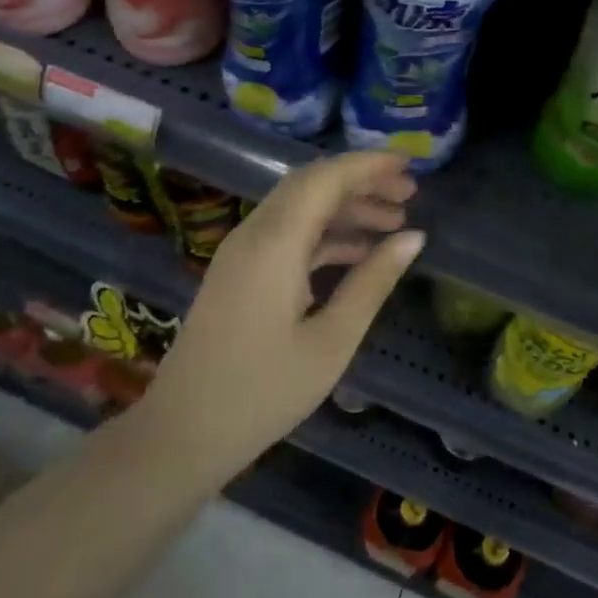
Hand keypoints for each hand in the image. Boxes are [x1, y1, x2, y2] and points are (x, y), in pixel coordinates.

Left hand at [143, 152, 424, 475]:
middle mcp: (254, 233)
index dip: (369, 165)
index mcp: (275, 243)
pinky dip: (324, 235)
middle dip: (361, 182)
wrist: (183, 432)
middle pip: (312, 185)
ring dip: (345, 209)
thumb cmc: (264, 392)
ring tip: (395, 224)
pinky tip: (358, 254)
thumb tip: (414, 238)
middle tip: (409, 194)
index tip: (410, 165)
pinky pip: (287, 235)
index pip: (326, 178)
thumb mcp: (332, 340)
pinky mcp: (239, 272)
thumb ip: (373, 281)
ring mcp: (242, 252)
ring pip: (300, 208)